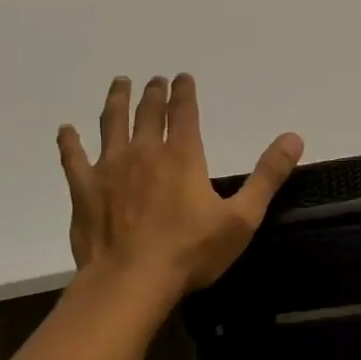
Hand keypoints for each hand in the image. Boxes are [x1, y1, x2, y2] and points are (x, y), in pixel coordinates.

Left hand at [56, 74, 302, 299]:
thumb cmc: (191, 252)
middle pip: (148, 113)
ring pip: (111, 124)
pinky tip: (66, 131)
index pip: (184, 112)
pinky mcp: (84, 191)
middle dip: (153, 93)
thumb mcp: (242, 217)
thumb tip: (294, 138)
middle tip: (154, 80)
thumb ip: (267, 176)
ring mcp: (109, 169)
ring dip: (116, 102)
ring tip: (119, 84)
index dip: (184, 92)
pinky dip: (70, 142)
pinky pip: (74, 159)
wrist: (131, 282)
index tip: (182, 76)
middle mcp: (145, 153)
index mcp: (182, 157)